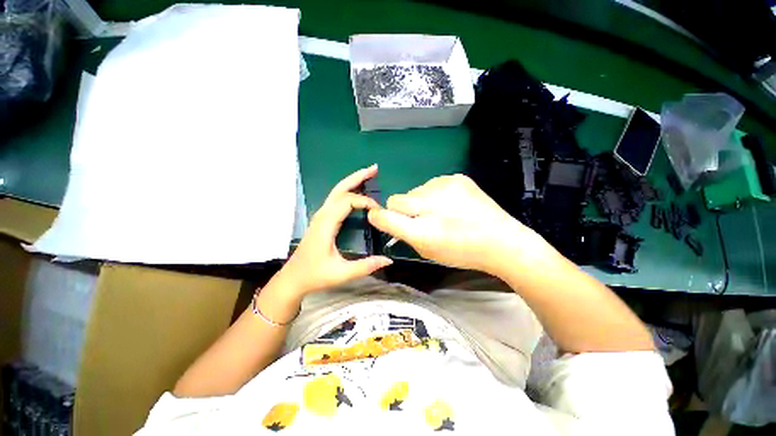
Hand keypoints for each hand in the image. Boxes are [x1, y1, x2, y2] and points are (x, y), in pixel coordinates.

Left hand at [278, 165, 392, 297]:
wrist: (293, 279)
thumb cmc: (315, 275)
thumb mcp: (342, 273)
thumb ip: (366, 266)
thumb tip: (389, 260)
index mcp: (326, 224)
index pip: (347, 201)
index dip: (365, 202)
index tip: (379, 212)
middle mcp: (322, 215)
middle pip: (340, 188)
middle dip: (357, 177)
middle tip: (374, 168)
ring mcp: (321, 216)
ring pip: (337, 192)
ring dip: (353, 182)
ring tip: (369, 174)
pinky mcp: (322, 219)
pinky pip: (336, 199)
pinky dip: (348, 192)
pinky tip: (358, 193)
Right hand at [368, 174, 547, 272]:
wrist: (501, 241)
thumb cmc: (459, 250)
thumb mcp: (424, 246)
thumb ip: (397, 228)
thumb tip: (376, 213)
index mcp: (422, 218)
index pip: (389, 207)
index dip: (390, 217)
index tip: (401, 224)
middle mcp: (430, 194)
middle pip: (402, 197)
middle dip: (409, 210)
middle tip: (429, 223)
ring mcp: (446, 182)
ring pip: (419, 190)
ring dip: (424, 202)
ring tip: (445, 215)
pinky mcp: (458, 178)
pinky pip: (435, 185)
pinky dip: (439, 195)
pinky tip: (454, 206)